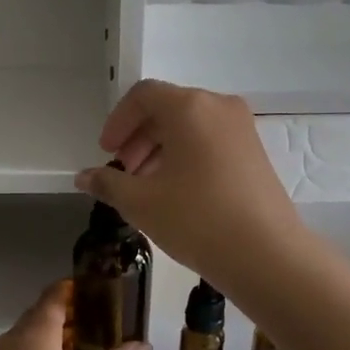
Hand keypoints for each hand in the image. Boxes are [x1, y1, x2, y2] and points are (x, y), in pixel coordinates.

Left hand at [0, 281, 148, 349]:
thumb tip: (143, 345)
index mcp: (33, 336)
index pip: (55, 296)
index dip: (77, 289)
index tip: (105, 291)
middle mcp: (11, 341)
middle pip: (42, 314)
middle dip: (73, 313)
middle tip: (108, 322)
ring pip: (30, 336)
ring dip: (58, 336)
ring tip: (93, 347)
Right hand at [75, 80, 308, 296]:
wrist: (265, 254)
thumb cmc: (196, 220)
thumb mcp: (141, 203)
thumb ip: (108, 183)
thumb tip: (84, 177)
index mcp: (190, 107)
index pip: (143, 96)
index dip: (117, 122)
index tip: (106, 153)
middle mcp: (219, 107)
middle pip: (169, 109)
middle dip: (139, 138)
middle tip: (124, 173)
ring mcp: (243, 130)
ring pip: (191, 128)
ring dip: (161, 150)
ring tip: (148, 188)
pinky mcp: (256, 154)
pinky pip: (211, 143)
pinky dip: (187, 158)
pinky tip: (178, 194)